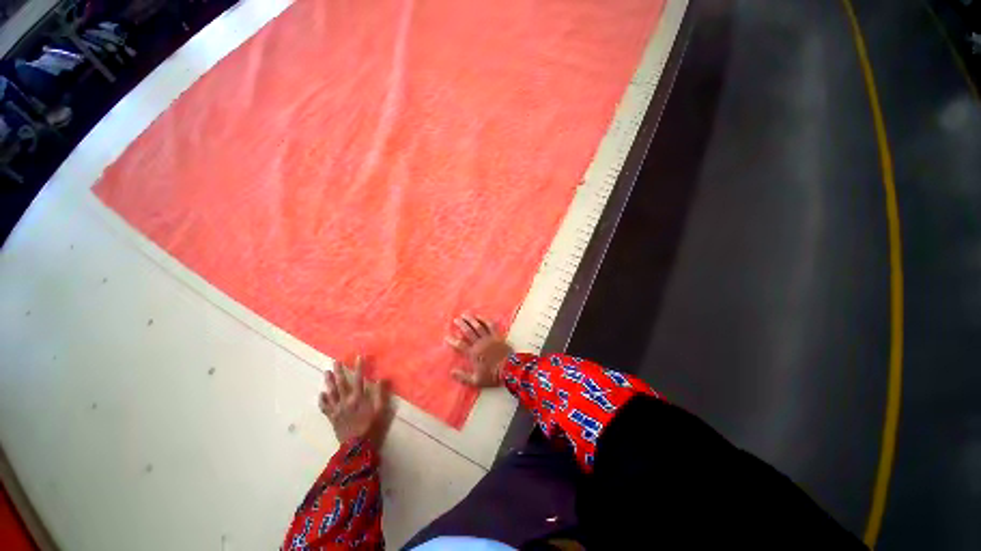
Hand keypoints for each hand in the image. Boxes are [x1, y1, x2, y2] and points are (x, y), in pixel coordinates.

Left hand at [319, 356, 392, 445]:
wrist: (356, 447)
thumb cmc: (371, 427)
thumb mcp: (380, 410)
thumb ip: (380, 393)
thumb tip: (381, 378)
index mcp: (358, 398)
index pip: (358, 378)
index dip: (359, 367)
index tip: (359, 356)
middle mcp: (345, 401)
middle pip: (341, 383)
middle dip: (339, 371)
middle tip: (335, 361)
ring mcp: (337, 410)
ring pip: (331, 393)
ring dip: (328, 382)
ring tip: (326, 372)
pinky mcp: (332, 418)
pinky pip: (325, 407)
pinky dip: (322, 400)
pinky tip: (321, 394)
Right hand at [446, 315, 512, 387]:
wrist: (510, 369)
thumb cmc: (493, 375)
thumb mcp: (476, 380)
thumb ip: (463, 376)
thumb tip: (451, 372)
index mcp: (473, 353)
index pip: (460, 345)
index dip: (452, 340)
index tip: (446, 336)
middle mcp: (479, 343)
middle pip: (468, 331)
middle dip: (461, 325)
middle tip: (455, 319)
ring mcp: (488, 338)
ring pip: (478, 326)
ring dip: (470, 319)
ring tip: (465, 314)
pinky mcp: (497, 336)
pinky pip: (490, 325)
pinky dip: (484, 319)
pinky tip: (479, 316)